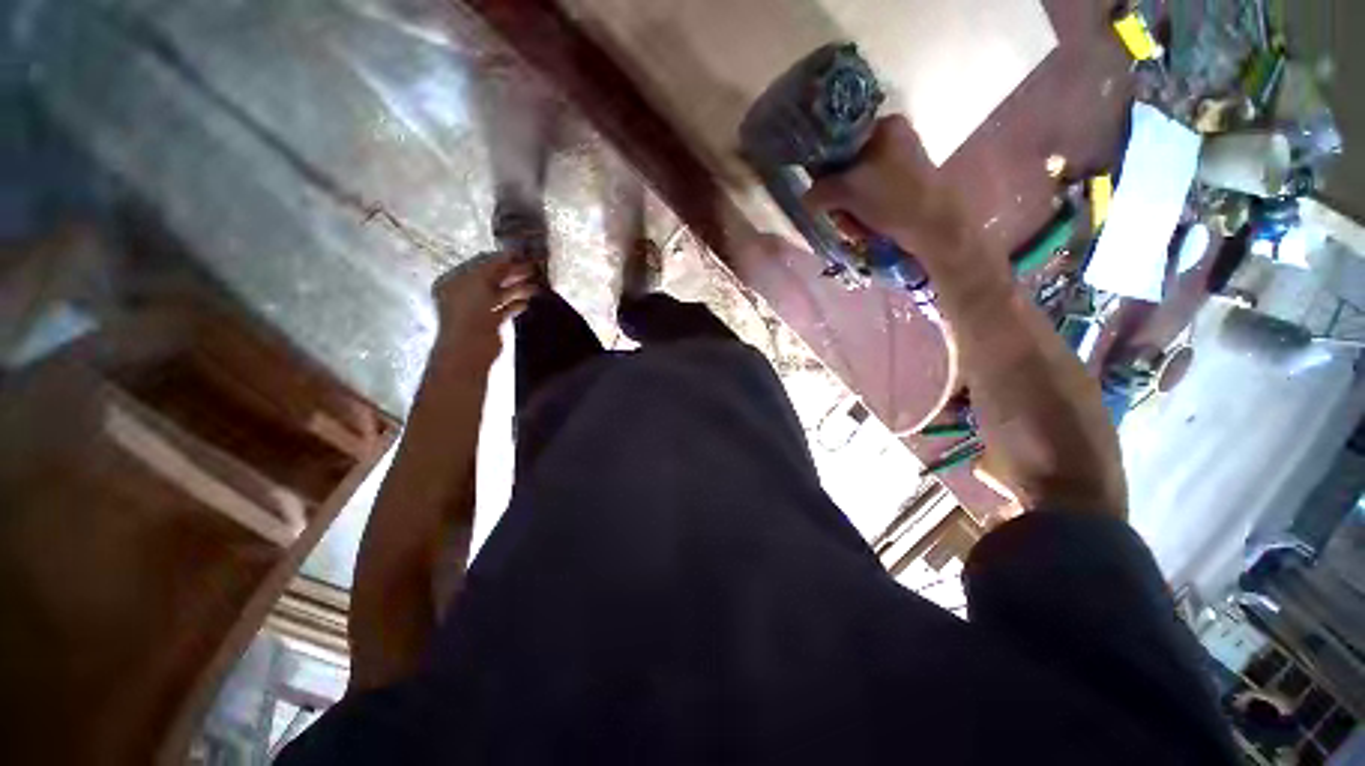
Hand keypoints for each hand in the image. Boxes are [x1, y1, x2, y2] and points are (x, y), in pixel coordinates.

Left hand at [431, 252, 539, 366]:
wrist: (471, 347)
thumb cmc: (470, 310)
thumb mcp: (480, 281)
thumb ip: (495, 265)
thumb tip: (510, 253)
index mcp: (456, 280)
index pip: (480, 264)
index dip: (500, 259)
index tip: (521, 254)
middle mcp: (465, 293)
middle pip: (492, 279)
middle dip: (512, 273)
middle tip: (533, 268)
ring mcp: (478, 309)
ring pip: (501, 294)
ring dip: (518, 289)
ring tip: (536, 287)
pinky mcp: (491, 323)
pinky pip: (505, 309)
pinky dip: (516, 305)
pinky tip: (527, 303)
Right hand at [804, 116, 969, 262]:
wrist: (934, 228)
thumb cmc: (893, 198)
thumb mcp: (849, 191)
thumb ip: (820, 191)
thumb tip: (804, 197)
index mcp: (884, 126)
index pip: (839, 139)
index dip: (823, 164)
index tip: (818, 187)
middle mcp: (892, 140)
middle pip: (845, 167)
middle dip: (837, 196)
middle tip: (839, 213)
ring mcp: (898, 165)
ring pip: (855, 187)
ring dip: (848, 210)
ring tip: (855, 226)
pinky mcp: (901, 188)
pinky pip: (868, 199)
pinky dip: (862, 215)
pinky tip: (864, 229)